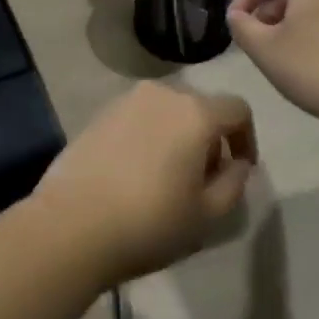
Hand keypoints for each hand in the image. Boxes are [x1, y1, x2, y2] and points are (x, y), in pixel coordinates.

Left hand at [30, 83, 256, 285]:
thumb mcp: (208, 214)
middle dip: (210, 138)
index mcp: (194, 112)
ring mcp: (124, 100)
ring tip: (168, 178)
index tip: (239, 171)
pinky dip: (148, 136)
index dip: (247, 138)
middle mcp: (160, 94)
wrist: (72, 224)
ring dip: (177, 136)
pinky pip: (137, 118)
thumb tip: (236, 162)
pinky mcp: (98, 114)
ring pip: (166, 111)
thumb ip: (234, 182)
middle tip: (203, 180)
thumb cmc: (150, 222)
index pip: (237, 109)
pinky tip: (136, 173)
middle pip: (200, 107)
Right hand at [227, 0, 318, 123]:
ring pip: (309, 2)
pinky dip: (308, 29)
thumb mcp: (263, 48)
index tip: (236, 22)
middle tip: (254, 37)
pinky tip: (304, 59)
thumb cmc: (312, 67)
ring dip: (285, 20)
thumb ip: (241, 26)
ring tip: (276, 51)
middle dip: (265, 8)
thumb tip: (237, 15)